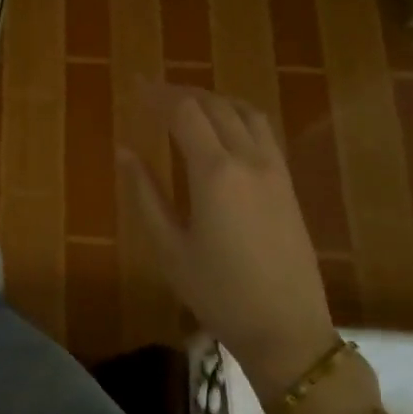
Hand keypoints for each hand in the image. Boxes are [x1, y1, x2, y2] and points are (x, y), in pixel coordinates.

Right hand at [120, 81, 335, 397]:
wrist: (286, 328)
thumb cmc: (217, 292)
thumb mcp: (169, 247)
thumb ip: (145, 194)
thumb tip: (124, 150)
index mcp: (215, 173)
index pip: (184, 113)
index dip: (157, 95)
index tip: (134, 85)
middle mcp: (248, 160)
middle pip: (215, 106)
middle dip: (182, 93)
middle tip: (152, 92)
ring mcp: (275, 171)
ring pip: (245, 113)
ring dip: (214, 99)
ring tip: (186, 104)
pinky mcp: (288, 185)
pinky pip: (263, 133)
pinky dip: (237, 116)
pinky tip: (222, 130)